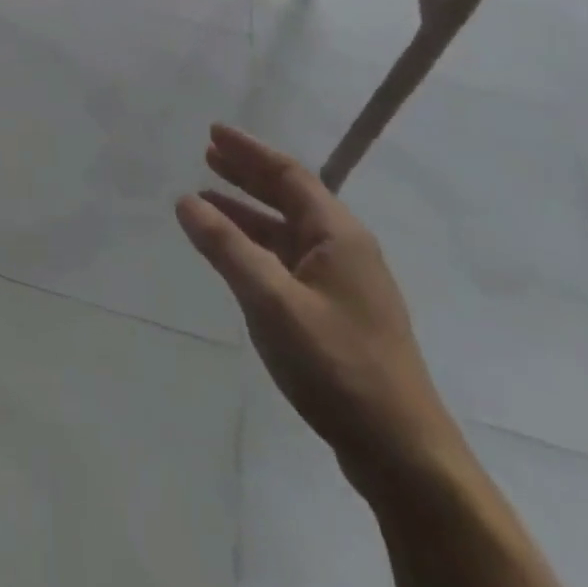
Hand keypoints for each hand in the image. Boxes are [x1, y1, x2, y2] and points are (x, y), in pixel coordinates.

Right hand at [176, 125, 461, 494]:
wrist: (401, 453)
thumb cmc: (338, 365)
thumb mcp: (272, 301)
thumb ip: (227, 247)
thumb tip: (186, 201)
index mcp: (339, 235)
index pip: (289, 175)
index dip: (249, 151)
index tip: (212, 133)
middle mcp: (345, 250)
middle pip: (289, 197)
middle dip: (247, 175)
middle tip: (207, 156)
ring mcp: (343, 284)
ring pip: (286, 232)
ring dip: (247, 212)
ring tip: (206, 199)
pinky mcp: (336, 315)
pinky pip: (287, 261)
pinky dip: (256, 246)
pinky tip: (233, 255)